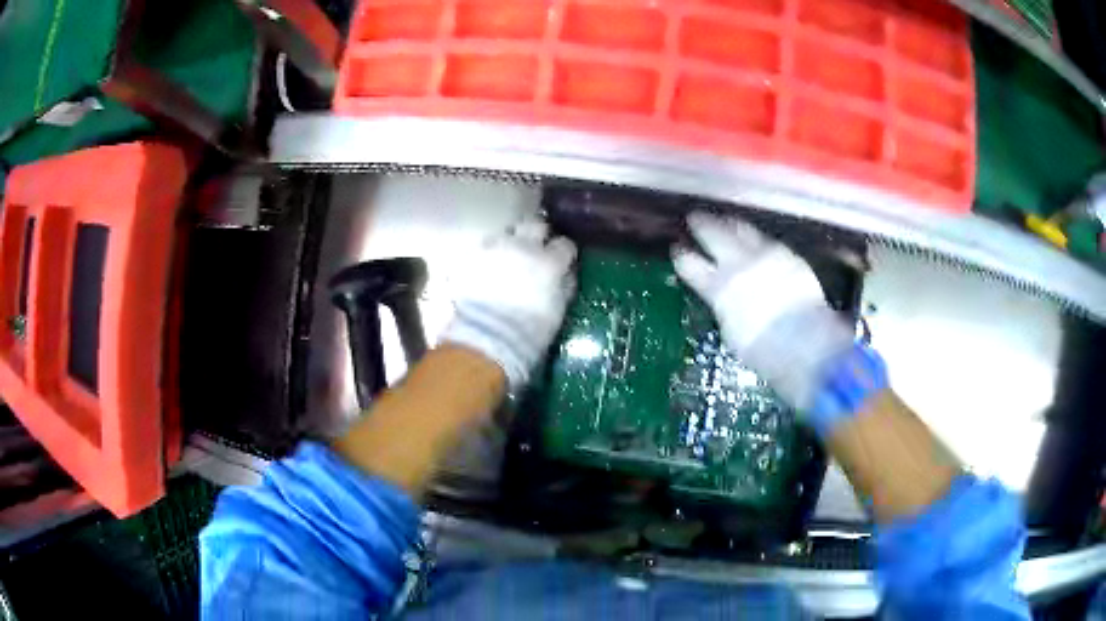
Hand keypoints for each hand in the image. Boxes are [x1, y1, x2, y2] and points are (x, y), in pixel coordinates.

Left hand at [440, 218, 576, 386]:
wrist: (486, 336)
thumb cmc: (530, 331)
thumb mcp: (557, 310)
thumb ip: (565, 286)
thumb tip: (567, 273)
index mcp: (549, 261)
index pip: (565, 245)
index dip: (564, 253)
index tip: (563, 261)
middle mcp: (523, 246)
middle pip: (535, 225)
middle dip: (537, 234)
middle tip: (535, 249)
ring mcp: (494, 247)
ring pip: (506, 233)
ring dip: (510, 242)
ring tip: (507, 258)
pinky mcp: (470, 256)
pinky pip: (482, 248)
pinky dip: (487, 255)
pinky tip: (486, 269)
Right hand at [672, 213, 857, 416]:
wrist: (806, 342)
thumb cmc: (765, 351)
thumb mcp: (733, 333)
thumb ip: (725, 308)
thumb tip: (724, 300)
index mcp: (719, 288)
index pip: (691, 265)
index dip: (682, 257)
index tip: (677, 250)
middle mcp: (738, 264)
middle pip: (714, 235)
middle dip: (702, 225)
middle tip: (694, 217)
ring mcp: (765, 256)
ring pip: (741, 229)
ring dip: (728, 223)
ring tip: (723, 219)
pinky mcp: (788, 255)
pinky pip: (766, 239)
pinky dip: (755, 236)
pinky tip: (754, 236)